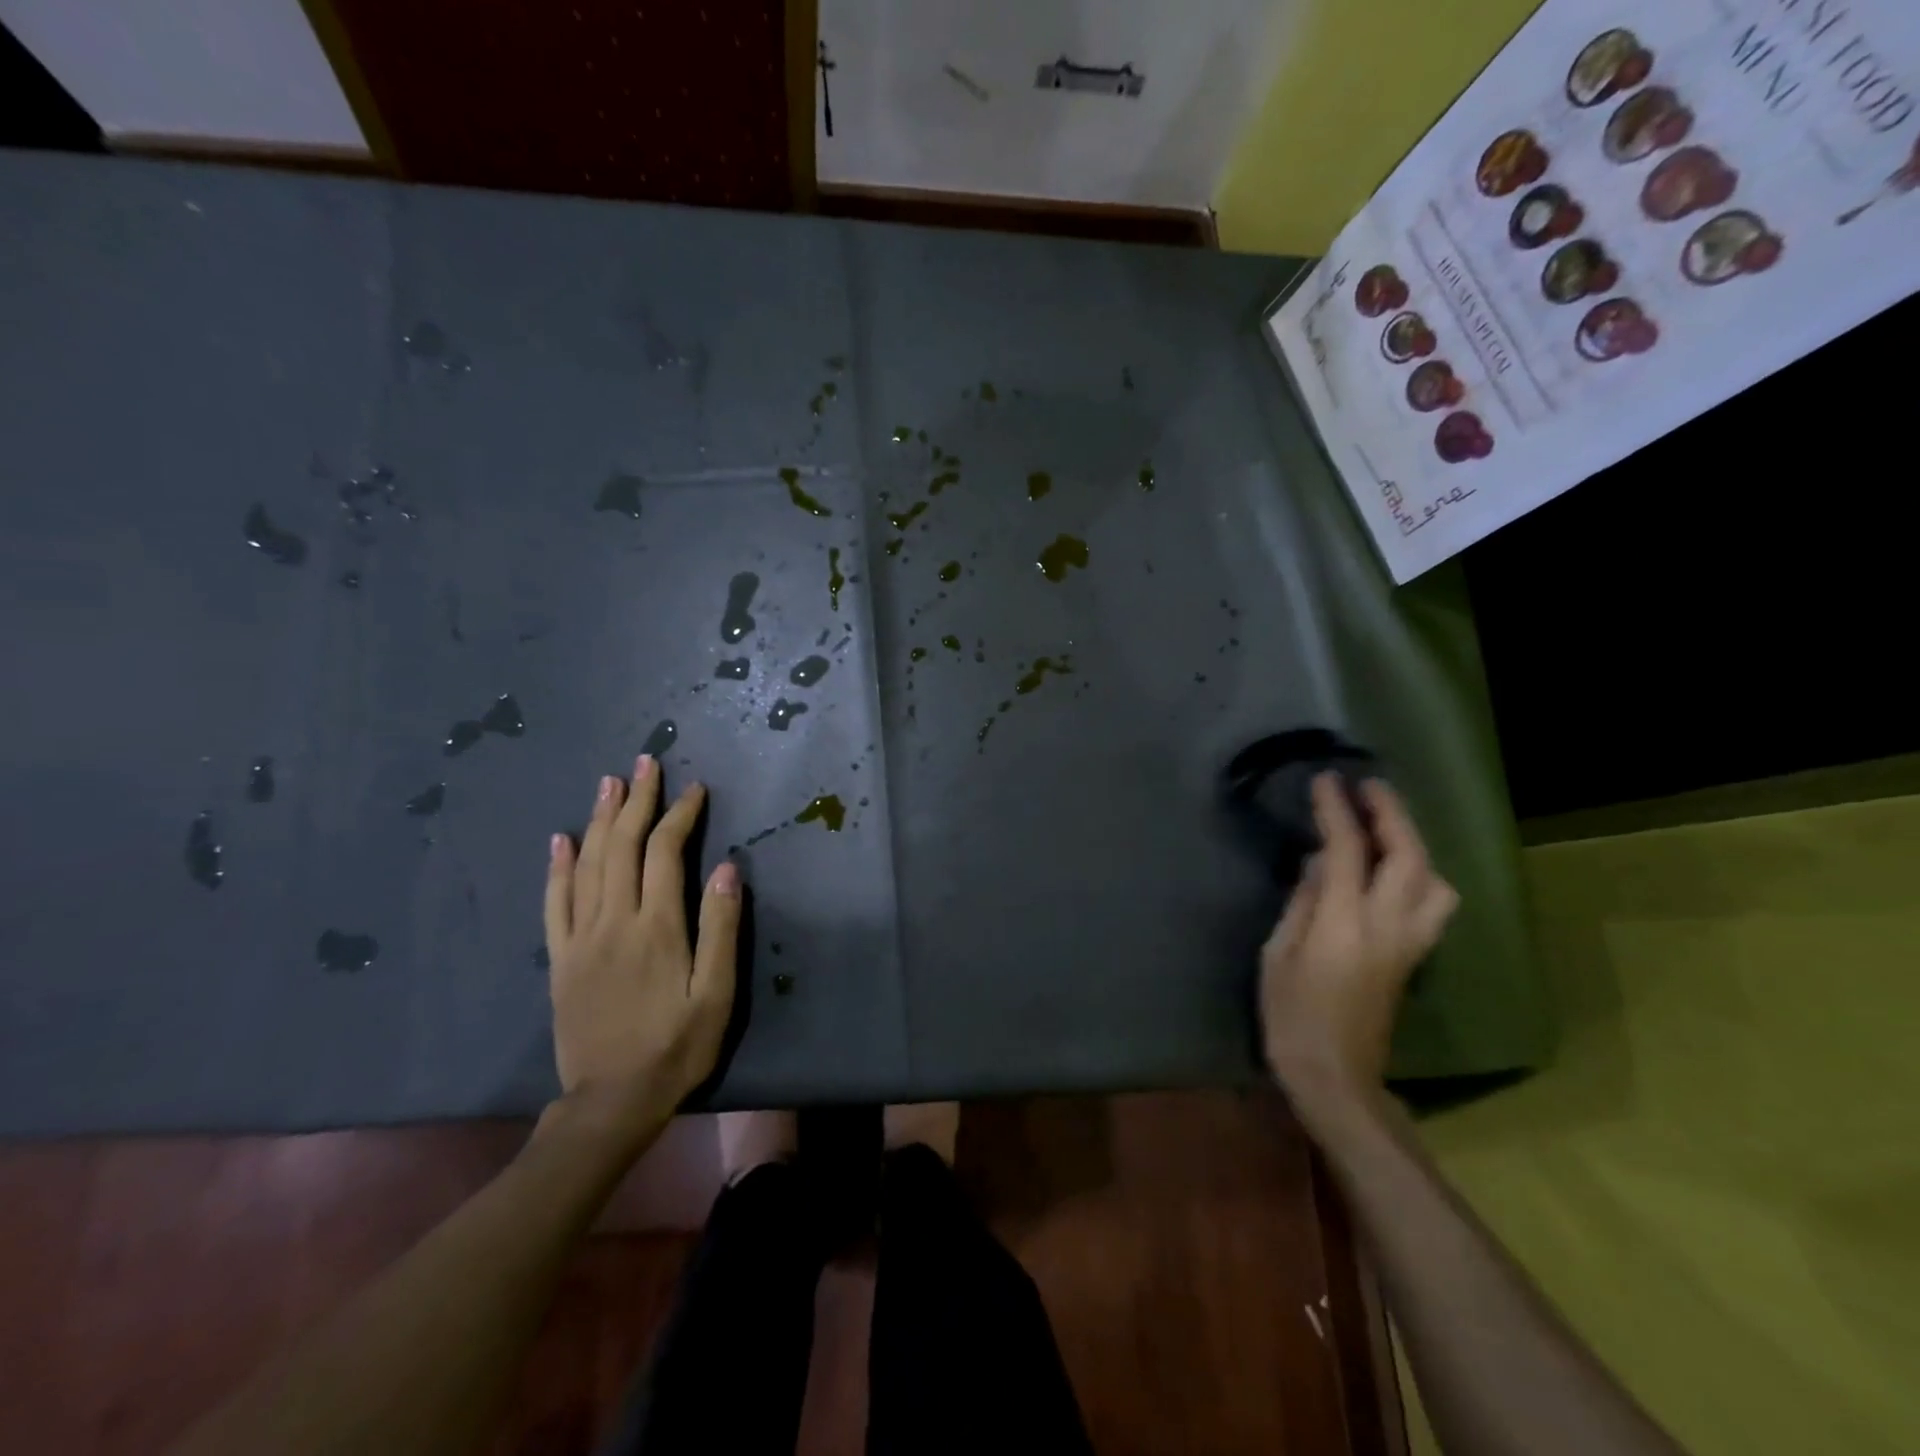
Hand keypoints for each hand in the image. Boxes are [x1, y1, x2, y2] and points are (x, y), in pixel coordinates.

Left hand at [543, 755, 740, 1131]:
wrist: (610, 1102)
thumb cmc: (676, 1047)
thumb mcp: (716, 994)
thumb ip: (721, 928)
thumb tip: (727, 868)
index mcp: (656, 927)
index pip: (665, 852)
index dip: (679, 815)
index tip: (694, 790)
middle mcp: (613, 921)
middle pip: (621, 846)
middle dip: (635, 801)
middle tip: (645, 764)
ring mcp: (580, 938)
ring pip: (586, 864)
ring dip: (598, 819)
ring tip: (609, 783)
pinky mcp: (560, 959)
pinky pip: (554, 902)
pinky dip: (557, 866)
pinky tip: (560, 839)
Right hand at [1260, 774, 1456, 1116]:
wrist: (1336, 1076)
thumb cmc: (1291, 1015)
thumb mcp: (1277, 954)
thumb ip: (1302, 903)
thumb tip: (1319, 866)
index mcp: (1344, 925)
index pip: (1348, 851)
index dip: (1338, 811)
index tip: (1327, 780)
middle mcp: (1388, 927)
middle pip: (1409, 858)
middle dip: (1392, 815)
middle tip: (1369, 787)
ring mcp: (1409, 944)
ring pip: (1435, 881)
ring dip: (1414, 846)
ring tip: (1385, 830)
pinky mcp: (1414, 958)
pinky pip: (1431, 904)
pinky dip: (1418, 874)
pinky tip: (1391, 871)